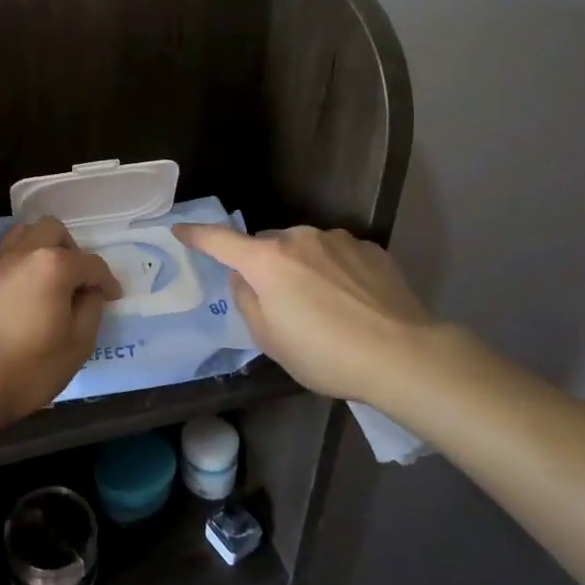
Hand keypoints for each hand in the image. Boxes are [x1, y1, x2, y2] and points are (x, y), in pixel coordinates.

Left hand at [0, 217, 122, 430]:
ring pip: (22, 232)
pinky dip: (9, 259)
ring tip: (45, 275)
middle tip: (77, 280)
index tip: (113, 297)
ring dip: (39, 246)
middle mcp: (23, 251)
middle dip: (72, 250)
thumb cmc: (29, 368)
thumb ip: (91, 310)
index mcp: (55, 266)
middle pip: (54, 230)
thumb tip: (89, 292)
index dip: (107, 281)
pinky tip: (11, 282)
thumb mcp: (78, 345)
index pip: (91, 264)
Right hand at [173, 223, 437, 403]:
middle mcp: (298, 238)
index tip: (180, 230)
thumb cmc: (325, 354)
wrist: (403, 355)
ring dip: (301, 266)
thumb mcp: (270, 340)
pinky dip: (334, 270)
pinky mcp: (369, 247)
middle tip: (279, 303)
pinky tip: (352, 301)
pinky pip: (336, 253)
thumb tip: (243, 278)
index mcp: (266, 261)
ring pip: (303, 247)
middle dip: (264, 265)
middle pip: (266, 245)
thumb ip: (246, 301)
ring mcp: (336, 239)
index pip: (220, 241)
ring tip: (324, 305)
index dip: (197, 235)